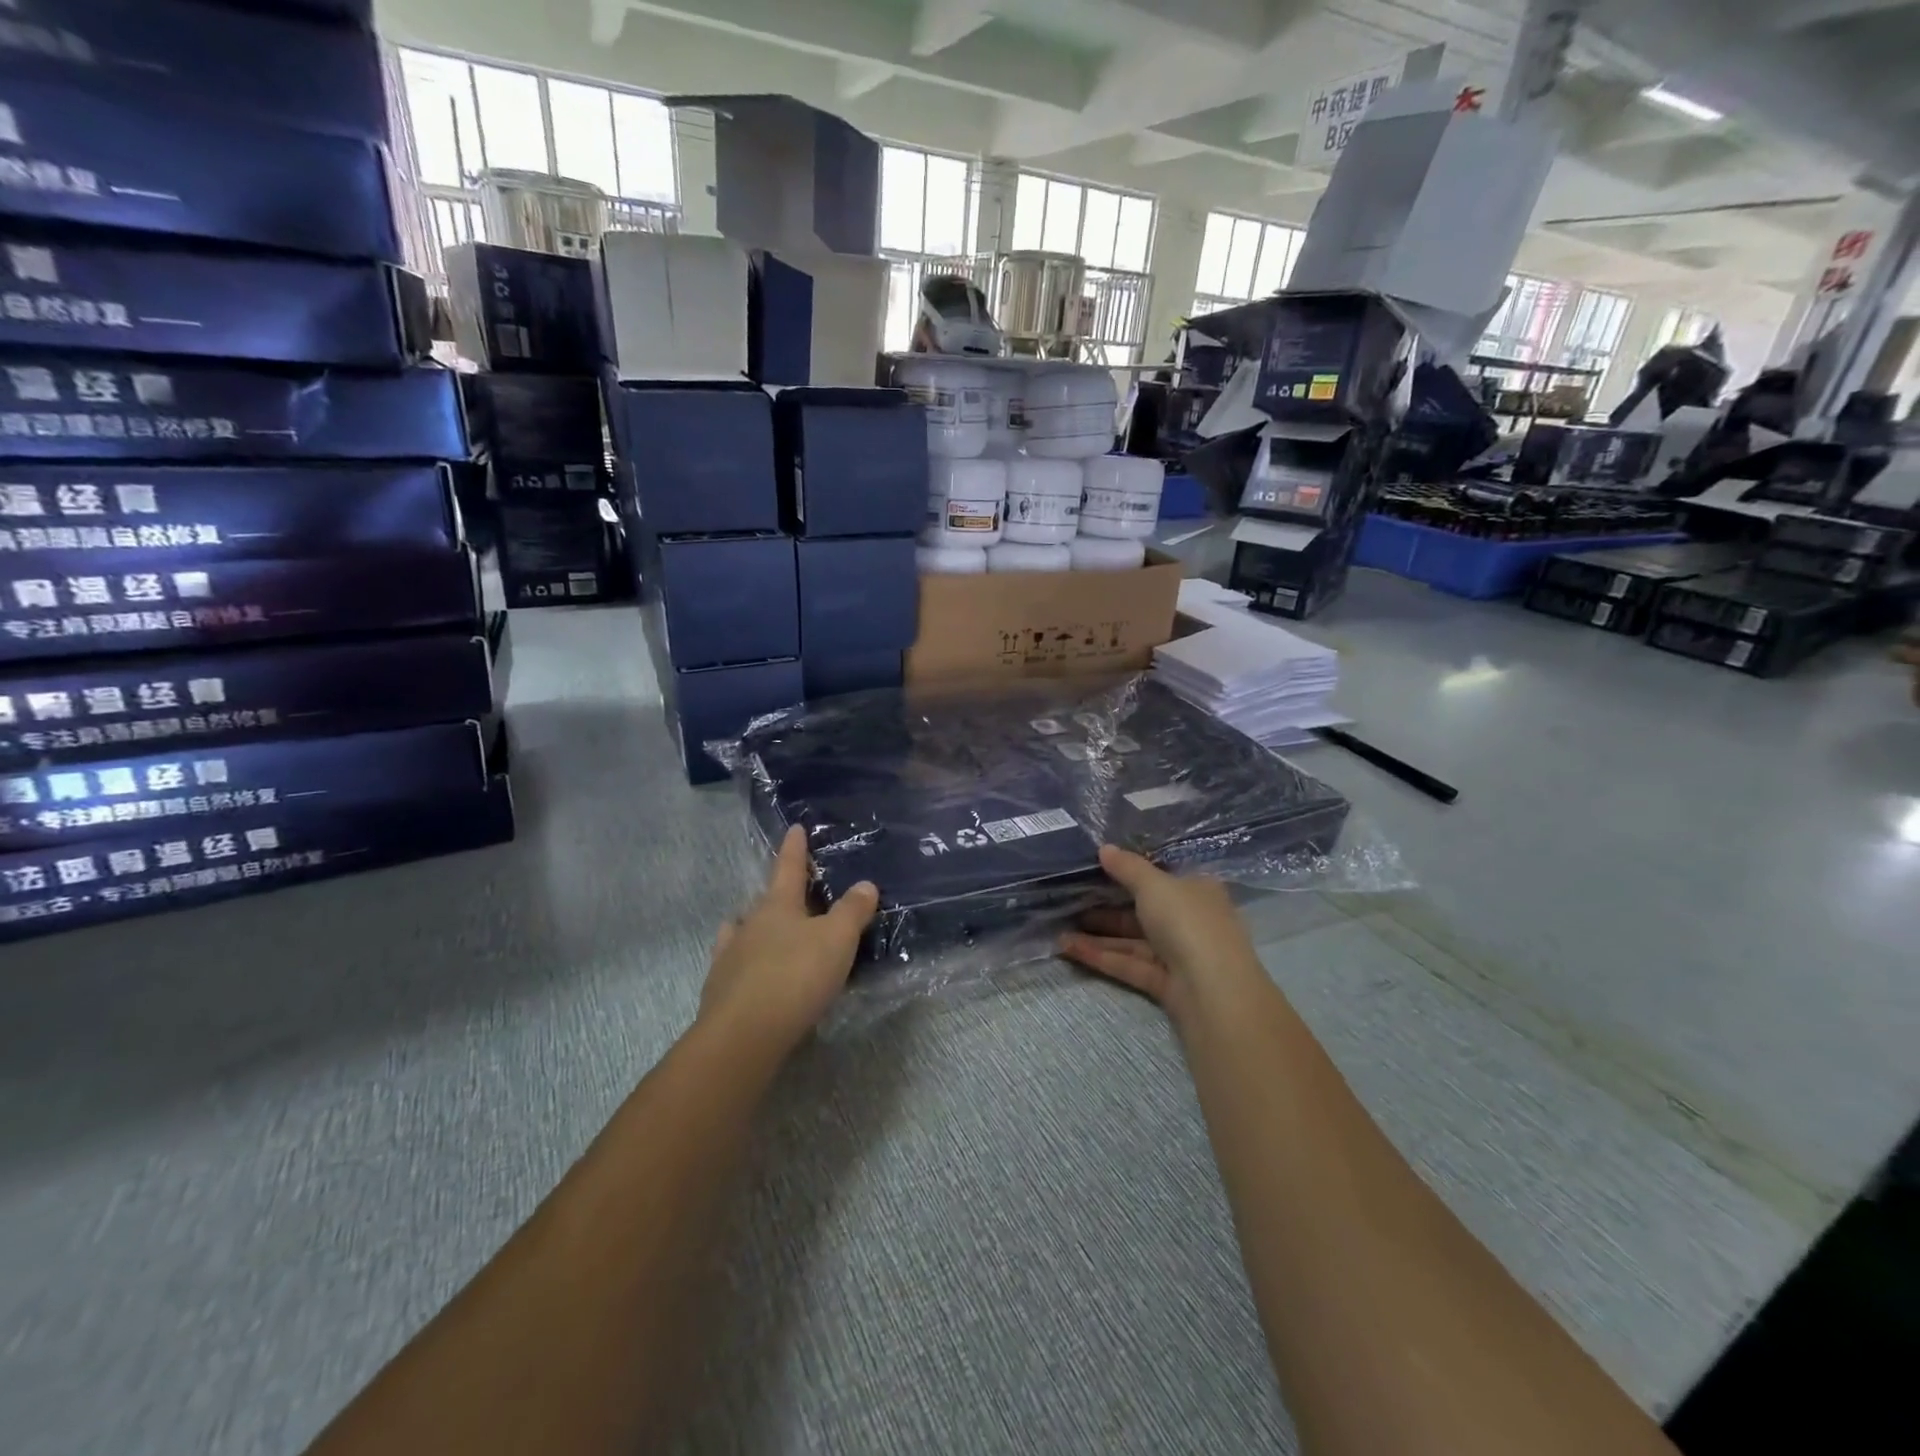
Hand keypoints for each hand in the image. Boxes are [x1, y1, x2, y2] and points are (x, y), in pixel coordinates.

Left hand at [699, 826, 878, 1054]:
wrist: (743, 1036)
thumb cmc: (795, 977)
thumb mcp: (837, 940)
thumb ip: (852, 911)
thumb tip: (865, 883)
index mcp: (778, 906)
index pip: (789, 868)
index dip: (795, 848)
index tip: (795, 829)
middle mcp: (749, 925)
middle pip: (764, 901)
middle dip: (777, 894)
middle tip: (794, 894)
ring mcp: (730, 958)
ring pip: (742, 932)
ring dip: (755, 929)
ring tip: (768, 933)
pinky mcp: (721, 992)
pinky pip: (735, 966)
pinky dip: (747, 964)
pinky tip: (754, 975)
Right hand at [1059, 845, 1266, 1022]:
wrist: (1214, 991)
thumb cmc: (1188, 922)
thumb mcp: (1154, 884)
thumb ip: (1127, 867)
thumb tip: (1104, 848)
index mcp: (1197, 890)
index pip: (1161, 877)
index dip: (1130, 872)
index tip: (1096, 869)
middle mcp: (1190, 920)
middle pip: (1143, 910)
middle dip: (1105, 907)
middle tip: (1069, 901)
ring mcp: (1178, 954)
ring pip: (1132, 940)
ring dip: (1097, 935)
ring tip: (1059, 929)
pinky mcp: (1165, 983)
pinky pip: (1129, 964)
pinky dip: (1101, 956)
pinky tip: (1069, 948)